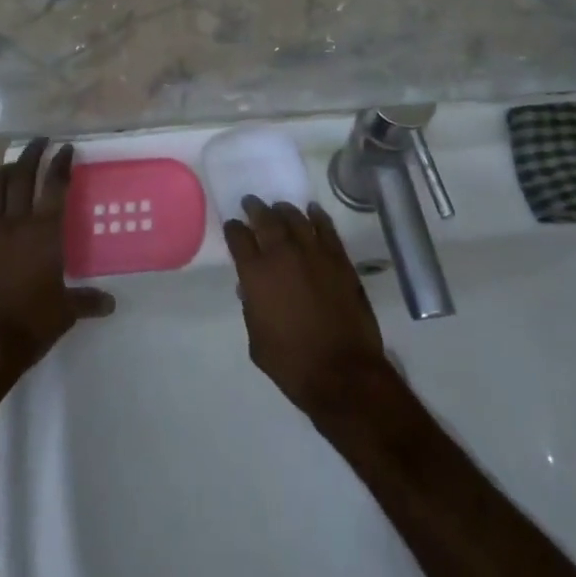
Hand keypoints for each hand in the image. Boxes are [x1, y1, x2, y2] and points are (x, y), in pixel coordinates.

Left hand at [0, 138, 114, 375]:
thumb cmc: (31, 322)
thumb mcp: (66, 312)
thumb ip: (86, 301)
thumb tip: (110, 303)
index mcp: (44, 231)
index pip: (55, 186)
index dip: (61, 163)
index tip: (65, 147)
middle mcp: (15, 224)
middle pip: (22, 178)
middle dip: (31, 156)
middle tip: (38, 141)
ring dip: (1, 176)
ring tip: (8, 167)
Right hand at [222, 195, 390, 416]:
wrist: (342, 372)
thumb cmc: (292, 363)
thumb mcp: (257, 340)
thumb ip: (251, 308)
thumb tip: (250, 288)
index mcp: (256, 274)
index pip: (239, 238)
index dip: (234, 229)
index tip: (233, 226)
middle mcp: (282, 254)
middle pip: (265, 218)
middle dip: (255, 209)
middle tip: (251, 203)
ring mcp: (313, 252)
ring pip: (295, 218)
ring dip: (284, 210)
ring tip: (279, 208)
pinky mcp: (339, 258)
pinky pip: (326, 228)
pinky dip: (317, 216)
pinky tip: (312, 211)